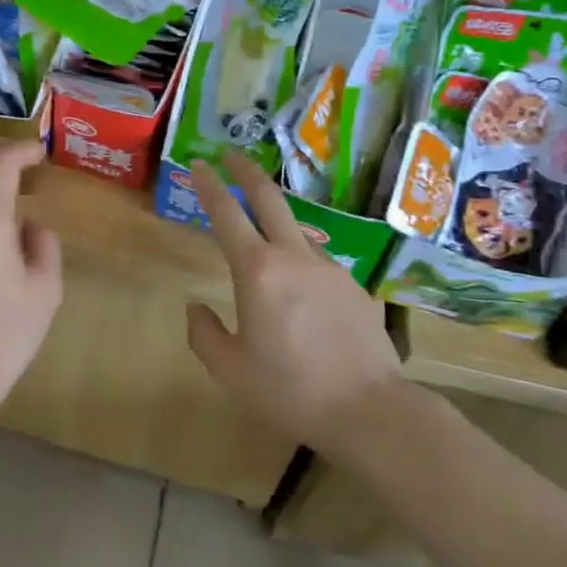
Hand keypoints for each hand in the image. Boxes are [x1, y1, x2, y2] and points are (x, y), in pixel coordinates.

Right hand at [188, 151, 410, 458]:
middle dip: (247, 172)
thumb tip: (196, 308)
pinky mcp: (354, 286)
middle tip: (231, 156)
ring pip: (296, 232)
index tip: (199, 164)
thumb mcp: (231, 371)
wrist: (369, 410)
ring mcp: (329, 268)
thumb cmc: (290, 390)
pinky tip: (302, 299)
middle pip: (269, 198)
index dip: (208, 185)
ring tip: (263, 243)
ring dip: (276, 224)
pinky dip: (301, 266)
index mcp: (257, 271)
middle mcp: (294, 257)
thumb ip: (204, 334)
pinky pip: (318, 265)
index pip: (226, 213)